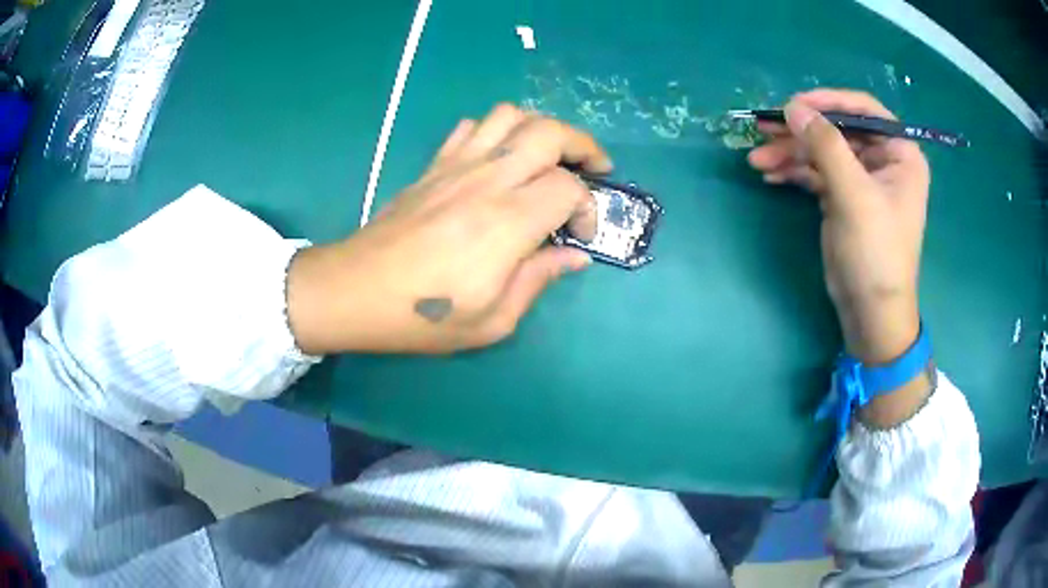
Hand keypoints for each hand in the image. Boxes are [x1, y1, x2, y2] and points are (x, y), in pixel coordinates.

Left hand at [286, 104, 607, 354]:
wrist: (355, 291)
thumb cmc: (424, 317)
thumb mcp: (493, 320)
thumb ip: (539, 279)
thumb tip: (575, 256)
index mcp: (507, 223)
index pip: (569, 188)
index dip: (588, 208)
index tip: (579, 236)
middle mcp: (487, 180)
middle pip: (549, 131)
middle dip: (583, 145)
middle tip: (596, 168)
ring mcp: (457, 165)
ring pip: (511, 115)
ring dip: (541, 128)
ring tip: (550, 156)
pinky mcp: (434, 165)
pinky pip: (472, 126)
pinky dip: (497, 130)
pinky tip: (500, 157)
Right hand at [748, 90, 931, 424]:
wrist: (870, 312)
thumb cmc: (876, 254)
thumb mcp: (854, 196)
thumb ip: (825, 146)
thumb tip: (793, 107)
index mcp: (899, 154)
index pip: (863, 110)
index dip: (828, 101)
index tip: (793, 104)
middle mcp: (882, 160)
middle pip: (837, 129)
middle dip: (801, 131)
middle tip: (763, 129)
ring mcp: (861, 179)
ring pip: (822, 150)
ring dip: (790, 152)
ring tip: (757, 159)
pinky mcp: (843, 197)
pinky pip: (816, 173)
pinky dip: (794, 171)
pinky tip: (770, 174)